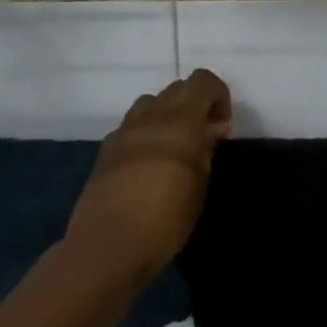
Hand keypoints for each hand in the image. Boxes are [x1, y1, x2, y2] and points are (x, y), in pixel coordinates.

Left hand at [66, 69, 232, 282]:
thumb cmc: (165, 218)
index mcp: (180, 120)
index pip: (203, 81)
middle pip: (177, 87)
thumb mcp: (199, 184)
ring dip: (167, 114)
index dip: (218, 95)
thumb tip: (211, 129)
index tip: (221, 126)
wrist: (107, 246)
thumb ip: (206, 148)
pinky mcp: (106, 149)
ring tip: (173, 147)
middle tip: (201, 137)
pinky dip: (145, 132)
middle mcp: (151, 116)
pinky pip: (131, 126)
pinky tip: (147, 164)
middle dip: (195, 104)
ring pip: (151, 102)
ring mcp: (124, 130)